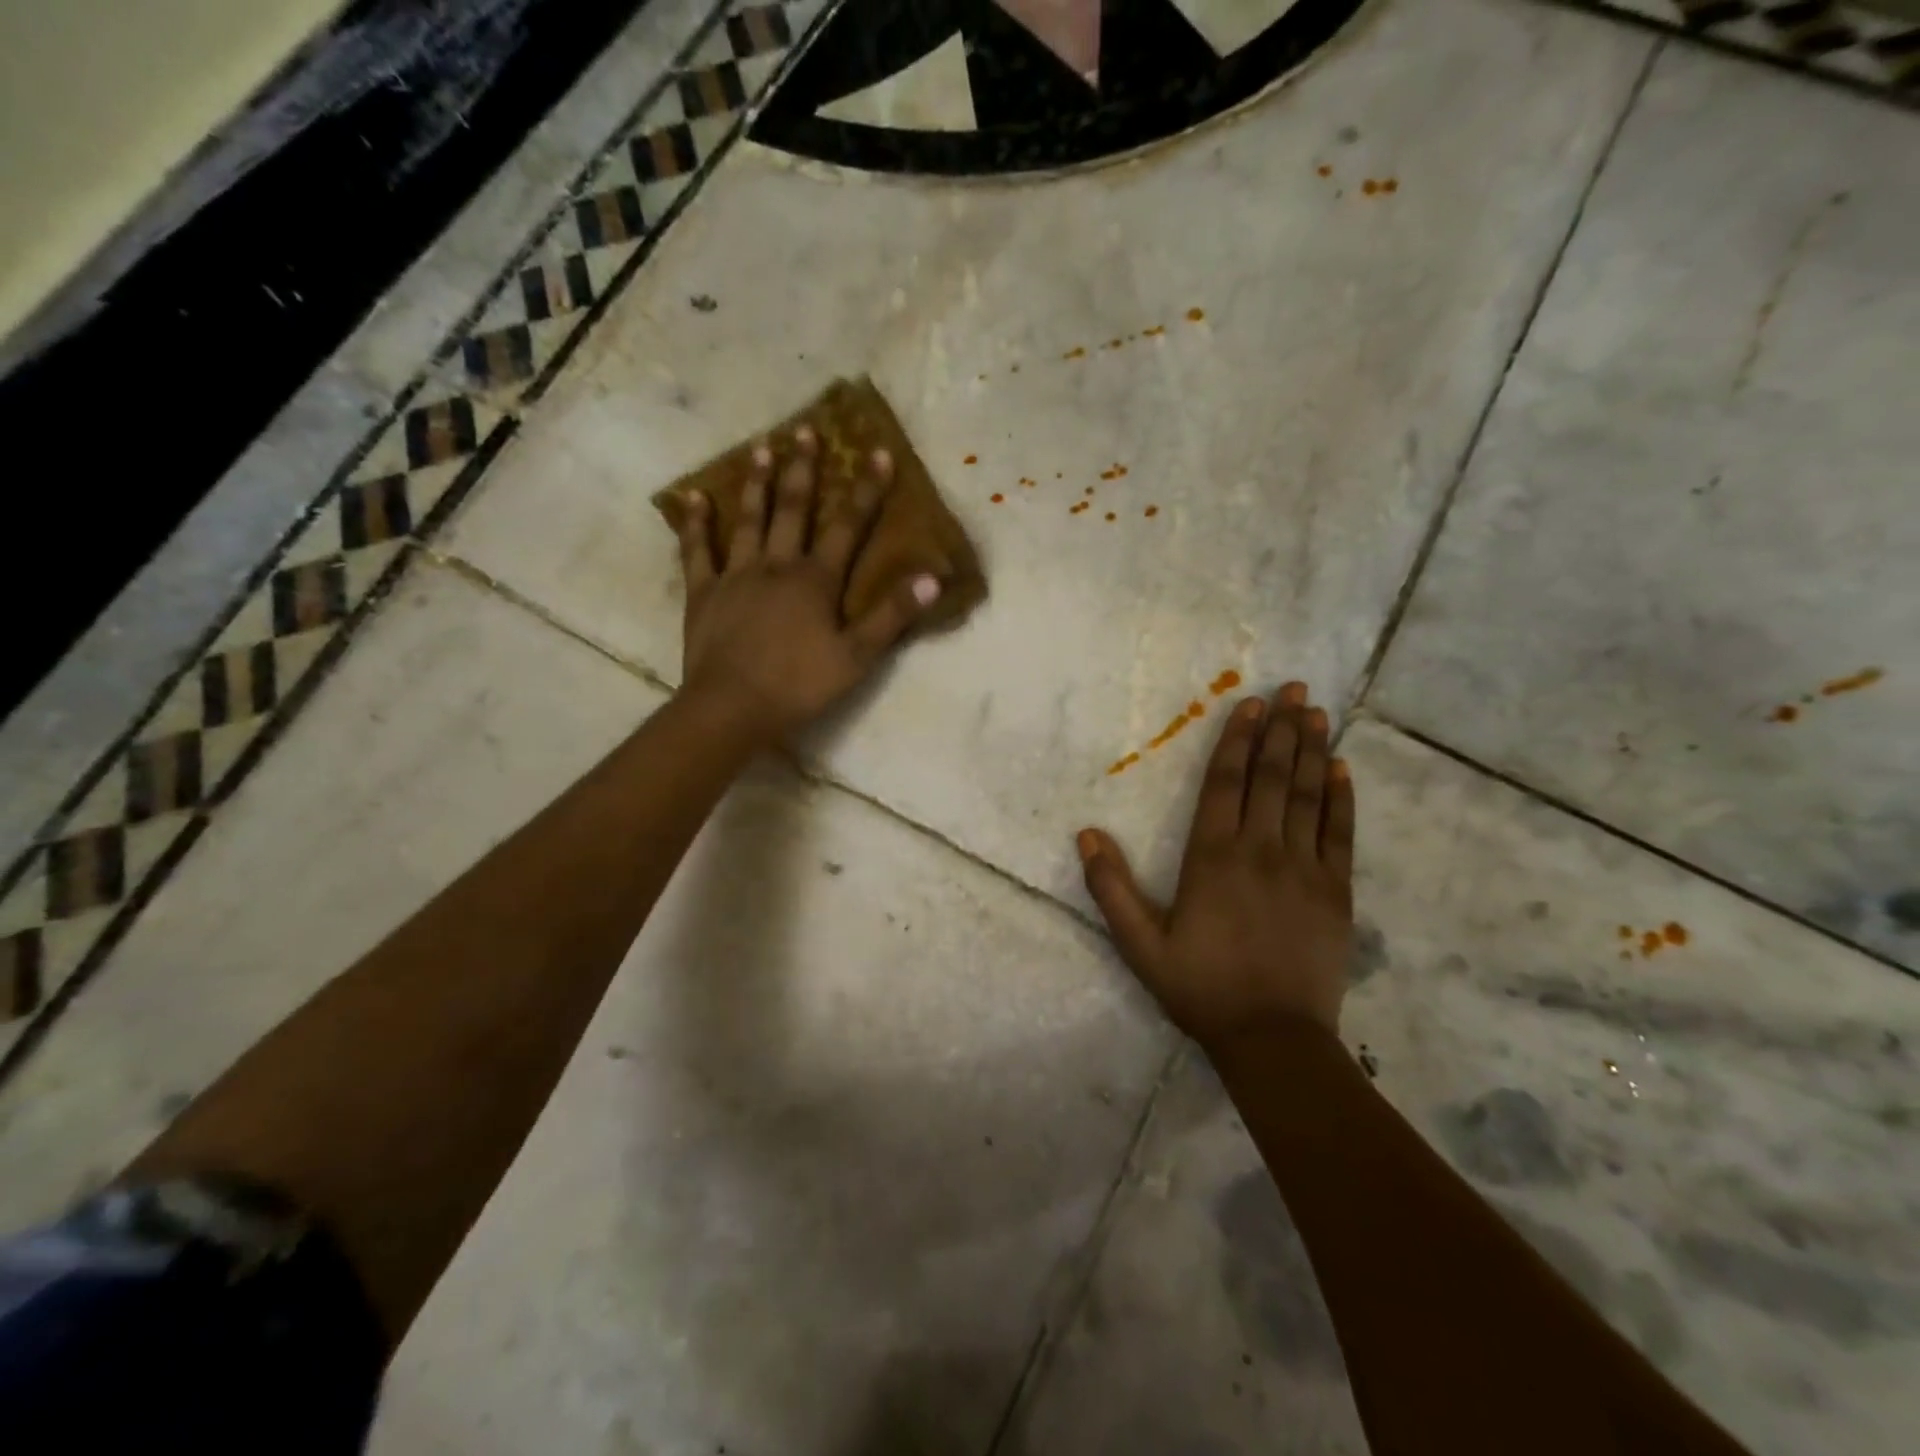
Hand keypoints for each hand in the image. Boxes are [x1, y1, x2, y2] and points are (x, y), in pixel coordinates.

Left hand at [676, 426, 940, 742]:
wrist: (731, 707)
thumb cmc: (799, 685)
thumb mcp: (856, 657)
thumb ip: (892, 616)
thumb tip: (932, 578)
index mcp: (816, 580)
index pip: (847, 527)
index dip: (866, 490)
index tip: (877, 452)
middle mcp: (777, 565)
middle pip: (793, 510)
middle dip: (804, 470)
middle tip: (806, 430)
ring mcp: (737, 576)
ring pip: (749, 520)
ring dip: (757, 483)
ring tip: (761, 447)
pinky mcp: (704, 593)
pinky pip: (698, 551)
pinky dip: (696, 524)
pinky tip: (694, 497)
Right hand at [1077, 682, 1354, 1048]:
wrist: (1273, 1039)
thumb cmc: (1201, 987)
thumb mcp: (1139, 944)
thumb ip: (1111, 888)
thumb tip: (1087, 833)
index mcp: (1212, 858)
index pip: (1225, 784)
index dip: (1237, 741)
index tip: (1250, 706)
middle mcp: (1260, 851)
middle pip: (1271, 778)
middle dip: (1282, 730)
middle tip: (1294, 689)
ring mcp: (1304, 869)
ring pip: (1307, 797)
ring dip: (1313, 751)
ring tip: (1318, 713)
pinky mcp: (1336, 892)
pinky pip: (1340, 834)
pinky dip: (1342, 799)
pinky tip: (1342, 770)